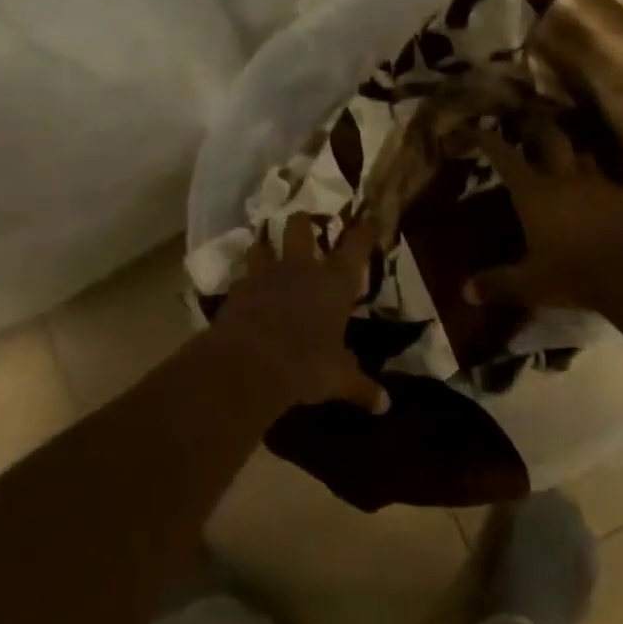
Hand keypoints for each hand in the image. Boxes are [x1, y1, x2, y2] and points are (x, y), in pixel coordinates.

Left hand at [209, 214, 387, 410]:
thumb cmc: (306, 364)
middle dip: (304, 222)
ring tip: (267, 249)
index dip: (364, 229)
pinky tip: (247, 289)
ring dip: (266, 245)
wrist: (248, 365)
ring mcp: (265, 275)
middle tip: (307, 224)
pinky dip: (245, 280)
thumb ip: (361, 387)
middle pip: (300, 227)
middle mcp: (301, 268)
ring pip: (263, 244)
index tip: (368, 217)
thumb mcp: (338, 378)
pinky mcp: (236, 291)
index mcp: (335, 281)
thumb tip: (386, 406)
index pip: (356, 244)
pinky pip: (242, 277)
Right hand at [464, 125, 622, 311]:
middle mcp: (566, 180)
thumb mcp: (529, 285)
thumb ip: (497, 284)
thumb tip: (467, 292)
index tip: (478, 128)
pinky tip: (594, 200)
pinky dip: (595, 186)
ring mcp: (600, 186)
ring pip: (582, 157)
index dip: (489, 141)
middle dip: (537, 132)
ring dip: (570, 156)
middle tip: (527, 131)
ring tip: (562, 163)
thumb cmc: (573, 274)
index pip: (507, 158)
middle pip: (551, 140)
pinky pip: (606, 183)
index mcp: (535, 194)